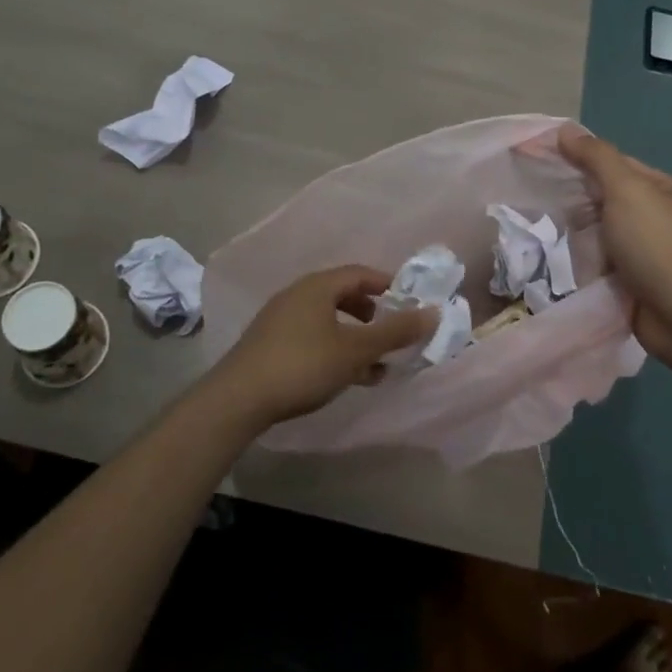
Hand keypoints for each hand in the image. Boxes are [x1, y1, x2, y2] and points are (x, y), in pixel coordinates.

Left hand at [203, 265, 436, 430]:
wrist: (238, 398)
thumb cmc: (303, 365)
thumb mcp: (355, 350)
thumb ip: (394, 332)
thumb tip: (433, 312)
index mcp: (318, 286)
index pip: (360, 273)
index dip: (388, 285)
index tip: (409, 303)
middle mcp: (298, 294)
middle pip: (343, 295)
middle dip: (372, 314)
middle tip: (392, 332)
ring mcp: (281, 319)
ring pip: (328, 320)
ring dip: (355, 338)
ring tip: (375, 365)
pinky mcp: (270, 344)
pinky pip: (312, 337)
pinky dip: (334, 350)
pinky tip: (346, 377)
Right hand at [558, 125, 671, 374]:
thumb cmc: (660, 246)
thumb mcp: (627, 190)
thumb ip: (596, 158)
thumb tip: (565, 129)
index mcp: (662, 190)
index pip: (612, 165)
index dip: (576, 159)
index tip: (538, 161)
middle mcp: (656, 219)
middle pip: (604, 202)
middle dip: (574, 204)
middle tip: (536, 204)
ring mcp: (647, 256)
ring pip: (599, 238)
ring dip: (577, 240)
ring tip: (542, 238)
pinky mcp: (635, 288)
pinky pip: (601, 269)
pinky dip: (584, 269)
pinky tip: (559, 268)